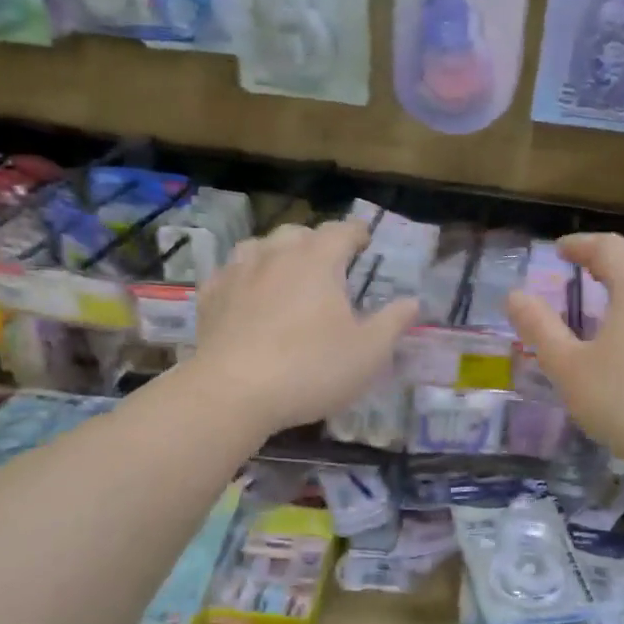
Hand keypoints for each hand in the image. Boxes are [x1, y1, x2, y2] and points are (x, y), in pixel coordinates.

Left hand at [186, 219, 418, 436]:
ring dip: (277, 254)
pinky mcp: (211, 297)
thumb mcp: (368, 353)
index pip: (342, 231)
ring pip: (259, 247)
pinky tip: (247, 294)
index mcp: (318, 261)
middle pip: (298, 233)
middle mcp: (276, 255)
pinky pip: (230, 273)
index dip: (357, 233)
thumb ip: (393, 323)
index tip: (365, 241)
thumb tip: (412, 301)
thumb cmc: (311, 369)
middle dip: (317, 242)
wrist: (233, 392)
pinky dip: (244, 276)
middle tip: (329, 264)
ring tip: (286, 273)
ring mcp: (238, 273)